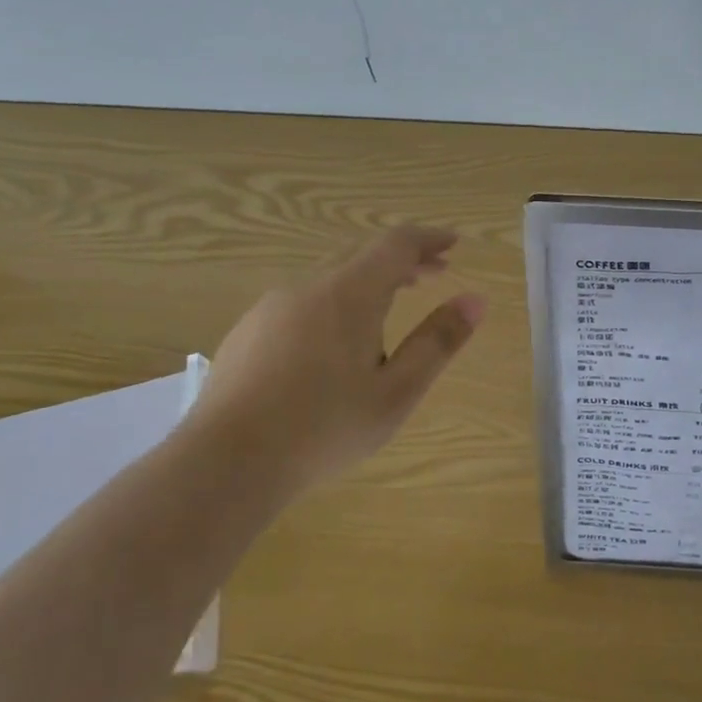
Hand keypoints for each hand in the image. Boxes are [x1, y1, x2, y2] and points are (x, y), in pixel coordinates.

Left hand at [186, 226, 485, 496]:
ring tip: (391, 307)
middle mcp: (308, 286)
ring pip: (330, 274)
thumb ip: (437, 342)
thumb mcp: (396, 391)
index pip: (397, 244)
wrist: (225, 462)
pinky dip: (337, 299)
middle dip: (403, 258)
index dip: (429, 239)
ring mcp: (271, 307)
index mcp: (349, 293)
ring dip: (369, 279)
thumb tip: (476, 300)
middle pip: (363, 253)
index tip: (454, 243)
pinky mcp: (248, 331)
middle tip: (435, 272)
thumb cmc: (324, 427)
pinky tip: (337, 341)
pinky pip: (303, 298)